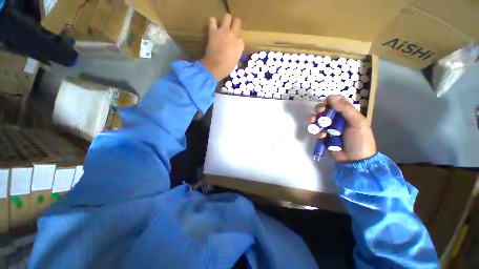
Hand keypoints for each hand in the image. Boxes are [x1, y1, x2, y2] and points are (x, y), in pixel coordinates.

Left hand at [200, 14, 243, 80]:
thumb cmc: (227, 68)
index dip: (237, 41)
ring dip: (226, 20)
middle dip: (235, 24)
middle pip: (237, 22)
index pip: (240, 38)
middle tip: (232, 28)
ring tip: (223, 25)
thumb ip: (236, 52)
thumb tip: (233, 50)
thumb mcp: (235, 61)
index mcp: (240, 44)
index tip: (234, 45)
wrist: (215, 67)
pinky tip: (213, 26)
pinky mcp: (213, 31)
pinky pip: (212, 20)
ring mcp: (223, 31)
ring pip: (227, 17)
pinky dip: (212, 22)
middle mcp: (233, 35)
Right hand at [310, 95, 376, 161]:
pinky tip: (321, 136)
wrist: (355, 160)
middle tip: (318, 113)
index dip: (329, 101)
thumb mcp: (357, 123)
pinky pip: (316, 130)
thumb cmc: (359, 141)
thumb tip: (331, 96)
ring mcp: (329, 128)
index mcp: (347, 114)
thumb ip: (345, 109)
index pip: (337, 102)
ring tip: (314, 124)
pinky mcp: (323, 136)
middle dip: (319, 110)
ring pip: (318, 119)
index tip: (325, 103)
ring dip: (315, 120)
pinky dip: (317, 132)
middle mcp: (337, 119)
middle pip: (325, 109)